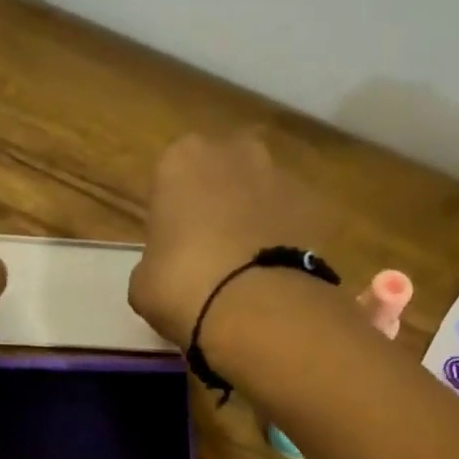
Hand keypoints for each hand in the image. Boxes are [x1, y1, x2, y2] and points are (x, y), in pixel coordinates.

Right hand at [128, 134, 327, 348]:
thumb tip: (164, 270)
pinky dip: (284, 240)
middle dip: (217, 206)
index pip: (170, 182)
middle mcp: (234, 150)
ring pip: (259, 195)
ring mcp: (280, 174)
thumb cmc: (182, 287)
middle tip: (211, 257)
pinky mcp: (316, 205)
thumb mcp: (142, 283)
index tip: (173, 253)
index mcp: (181, 159)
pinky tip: (273, 278)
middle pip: (221, 176)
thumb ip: (152, 264)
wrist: (254, 308)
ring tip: (247, 273)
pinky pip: (291, 221)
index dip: (172, 219)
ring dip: (254, 220)